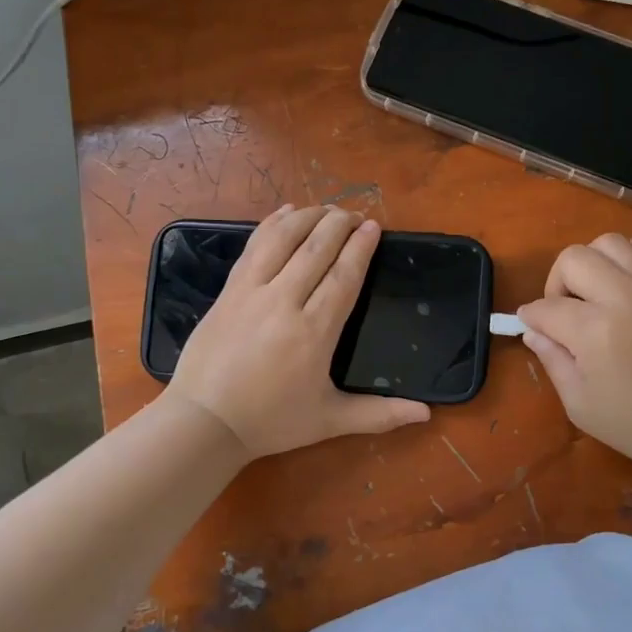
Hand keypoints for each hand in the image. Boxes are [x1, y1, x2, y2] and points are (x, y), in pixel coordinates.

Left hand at [166, 205, 430, 458]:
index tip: (373, 227)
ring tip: (326, 209)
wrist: (204, 422)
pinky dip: (271, 224)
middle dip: (339, 224)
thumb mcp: (330, 421)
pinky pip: (253, 246)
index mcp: (314, 332)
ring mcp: (251, 292)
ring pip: (283, 239)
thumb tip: (427, 414)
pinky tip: (284, 212)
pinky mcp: (228, 291)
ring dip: (307, 217)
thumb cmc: (271, 422)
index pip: (344, 276)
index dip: (360, 247)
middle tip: (355, 213)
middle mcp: (284, 302)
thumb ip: (379, 414)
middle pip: (316, 248)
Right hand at [516, 234, 631, 471]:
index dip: (532, 318)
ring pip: (610, 242)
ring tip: (594, 293)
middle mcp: (625, 297)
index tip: (531, 327)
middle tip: (563, 312)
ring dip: (592, 263)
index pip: (547, 308)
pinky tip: (628, 279)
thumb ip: (552, 360)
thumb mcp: (579, 403)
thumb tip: (533, 331)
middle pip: (573, 259)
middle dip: (557, 283)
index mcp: (596, 331)